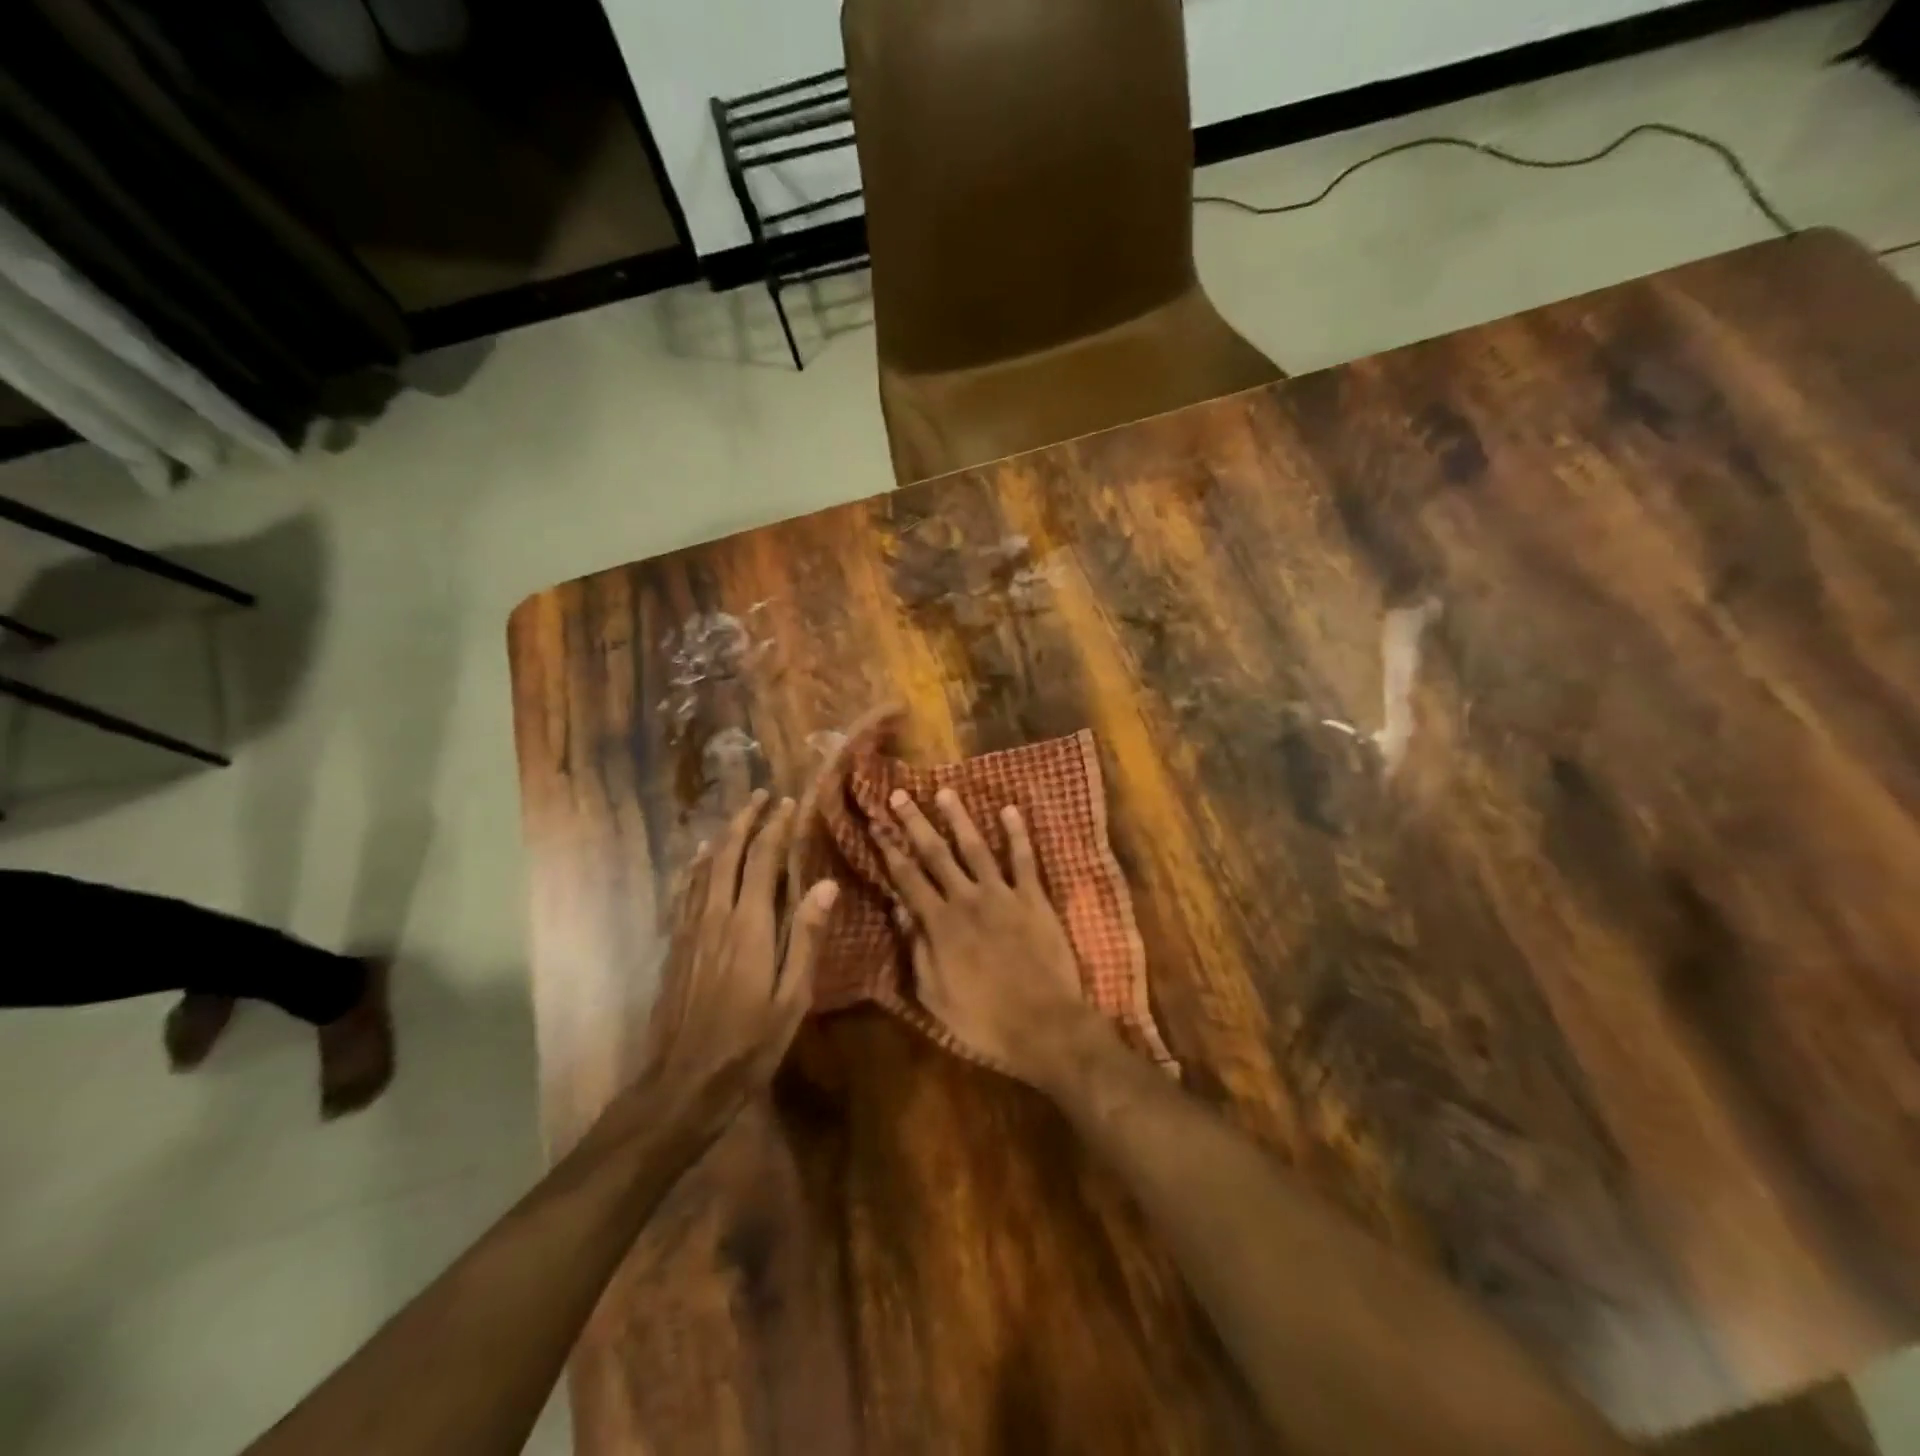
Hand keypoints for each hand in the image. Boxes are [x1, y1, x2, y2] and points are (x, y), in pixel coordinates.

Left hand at [634, 790, 837, 1136]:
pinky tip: (699, 862)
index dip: (776, 828)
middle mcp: (716, 916)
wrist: (684, 1082)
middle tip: (761, 794)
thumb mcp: (792, 997)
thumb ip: (807, 937)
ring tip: (737, 817)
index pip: (763, 860)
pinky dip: (696, 867)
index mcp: (749, 925)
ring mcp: (691, 930)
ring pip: (704, 869)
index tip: (788, 803)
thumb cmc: (749, 1043)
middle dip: (746, 820)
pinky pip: (686, 892)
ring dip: (723, 837)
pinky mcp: (676, 946)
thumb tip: (825, 885)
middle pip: (729, 854)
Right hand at [879, 787, 1099, 1084]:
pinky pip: (1024, 859)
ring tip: (945, 792)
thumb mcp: (934, 996)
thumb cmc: (984, 1020)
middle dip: (915, 822)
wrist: (1044, 1025)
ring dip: (959, 818)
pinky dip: (1017, 833)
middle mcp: (967, 899)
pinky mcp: (1034, 898)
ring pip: (976, 847)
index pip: (907, 878)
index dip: (888, 849)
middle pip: (936, 853)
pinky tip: (1009, 809)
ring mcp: (1003, 895)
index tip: (875, 824)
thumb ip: (916, 951)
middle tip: (899, 794)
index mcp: (940, 924)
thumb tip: (899, 911)